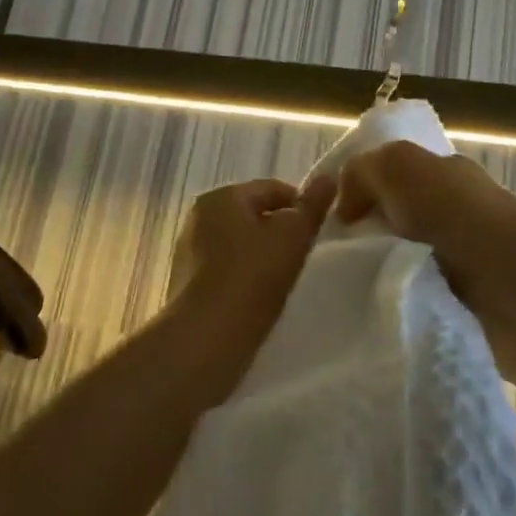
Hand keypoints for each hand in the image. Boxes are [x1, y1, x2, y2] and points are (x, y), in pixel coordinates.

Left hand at [166, 176, 336, 345]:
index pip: (273, 188)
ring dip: (261, 256)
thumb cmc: (252, 277)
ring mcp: (188, 251)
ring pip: (238, 243)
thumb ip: (313, 205)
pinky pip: (224, 269)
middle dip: (279, 231)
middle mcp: (198, 216)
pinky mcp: (185, 284)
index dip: (301, 206)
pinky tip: (258, 298)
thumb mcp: (293, 235)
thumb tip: (330, 176)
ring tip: (283, 281)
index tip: (319, 232)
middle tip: (304, 257)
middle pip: (253, 215)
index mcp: (221, 196)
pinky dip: (243, 277)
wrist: (206, 338)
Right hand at [334, 142, 515, 363]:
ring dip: (378, 273)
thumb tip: (347, 207)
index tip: (328, 221)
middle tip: (328, 259)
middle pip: (394, 220)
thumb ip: (362, 171)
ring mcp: (463, 262)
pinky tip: (374, 311)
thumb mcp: (398, 166)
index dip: (359, 192)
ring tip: (345, 290)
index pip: (392, 177)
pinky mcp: (465, 305)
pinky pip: (416, 297)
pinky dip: (397, 302)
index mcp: (445, 175)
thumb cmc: (456, 217)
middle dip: (363, 237)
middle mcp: (456, 213)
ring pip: (400, 262)